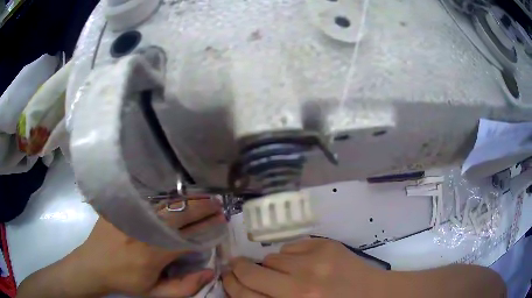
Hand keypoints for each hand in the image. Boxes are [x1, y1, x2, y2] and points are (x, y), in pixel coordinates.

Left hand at [62, 198, 224, 296]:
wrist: (92, 265)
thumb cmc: (125, 281)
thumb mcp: (155, 293)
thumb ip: (185, 287)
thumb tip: (209, 271)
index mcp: (154, 253)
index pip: (190, 237)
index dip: (208, 230)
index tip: (222, 223)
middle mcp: (145, 230)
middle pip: (180, 214)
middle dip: (202, 208)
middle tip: (218, 205)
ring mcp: (131, 215)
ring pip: (165, 203)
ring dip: (187, 200)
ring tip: (203, 197)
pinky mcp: (120, 207)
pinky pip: (147, 198)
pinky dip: (165, 196)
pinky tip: (175, 195)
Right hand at [222, 238, 385, 297]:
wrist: (374, 295)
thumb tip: (244, 286)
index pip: (246, 295)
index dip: (231, 284)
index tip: (226, 276)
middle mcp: (301, 287)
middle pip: (251, 273)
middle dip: (239, 269)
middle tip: (236, 266)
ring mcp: (315, 262)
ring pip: (272, 257)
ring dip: (273, 265)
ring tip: (287, 272)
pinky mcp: (327, 246)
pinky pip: (292, 246)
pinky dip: (292, 255)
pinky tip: (306, 264)